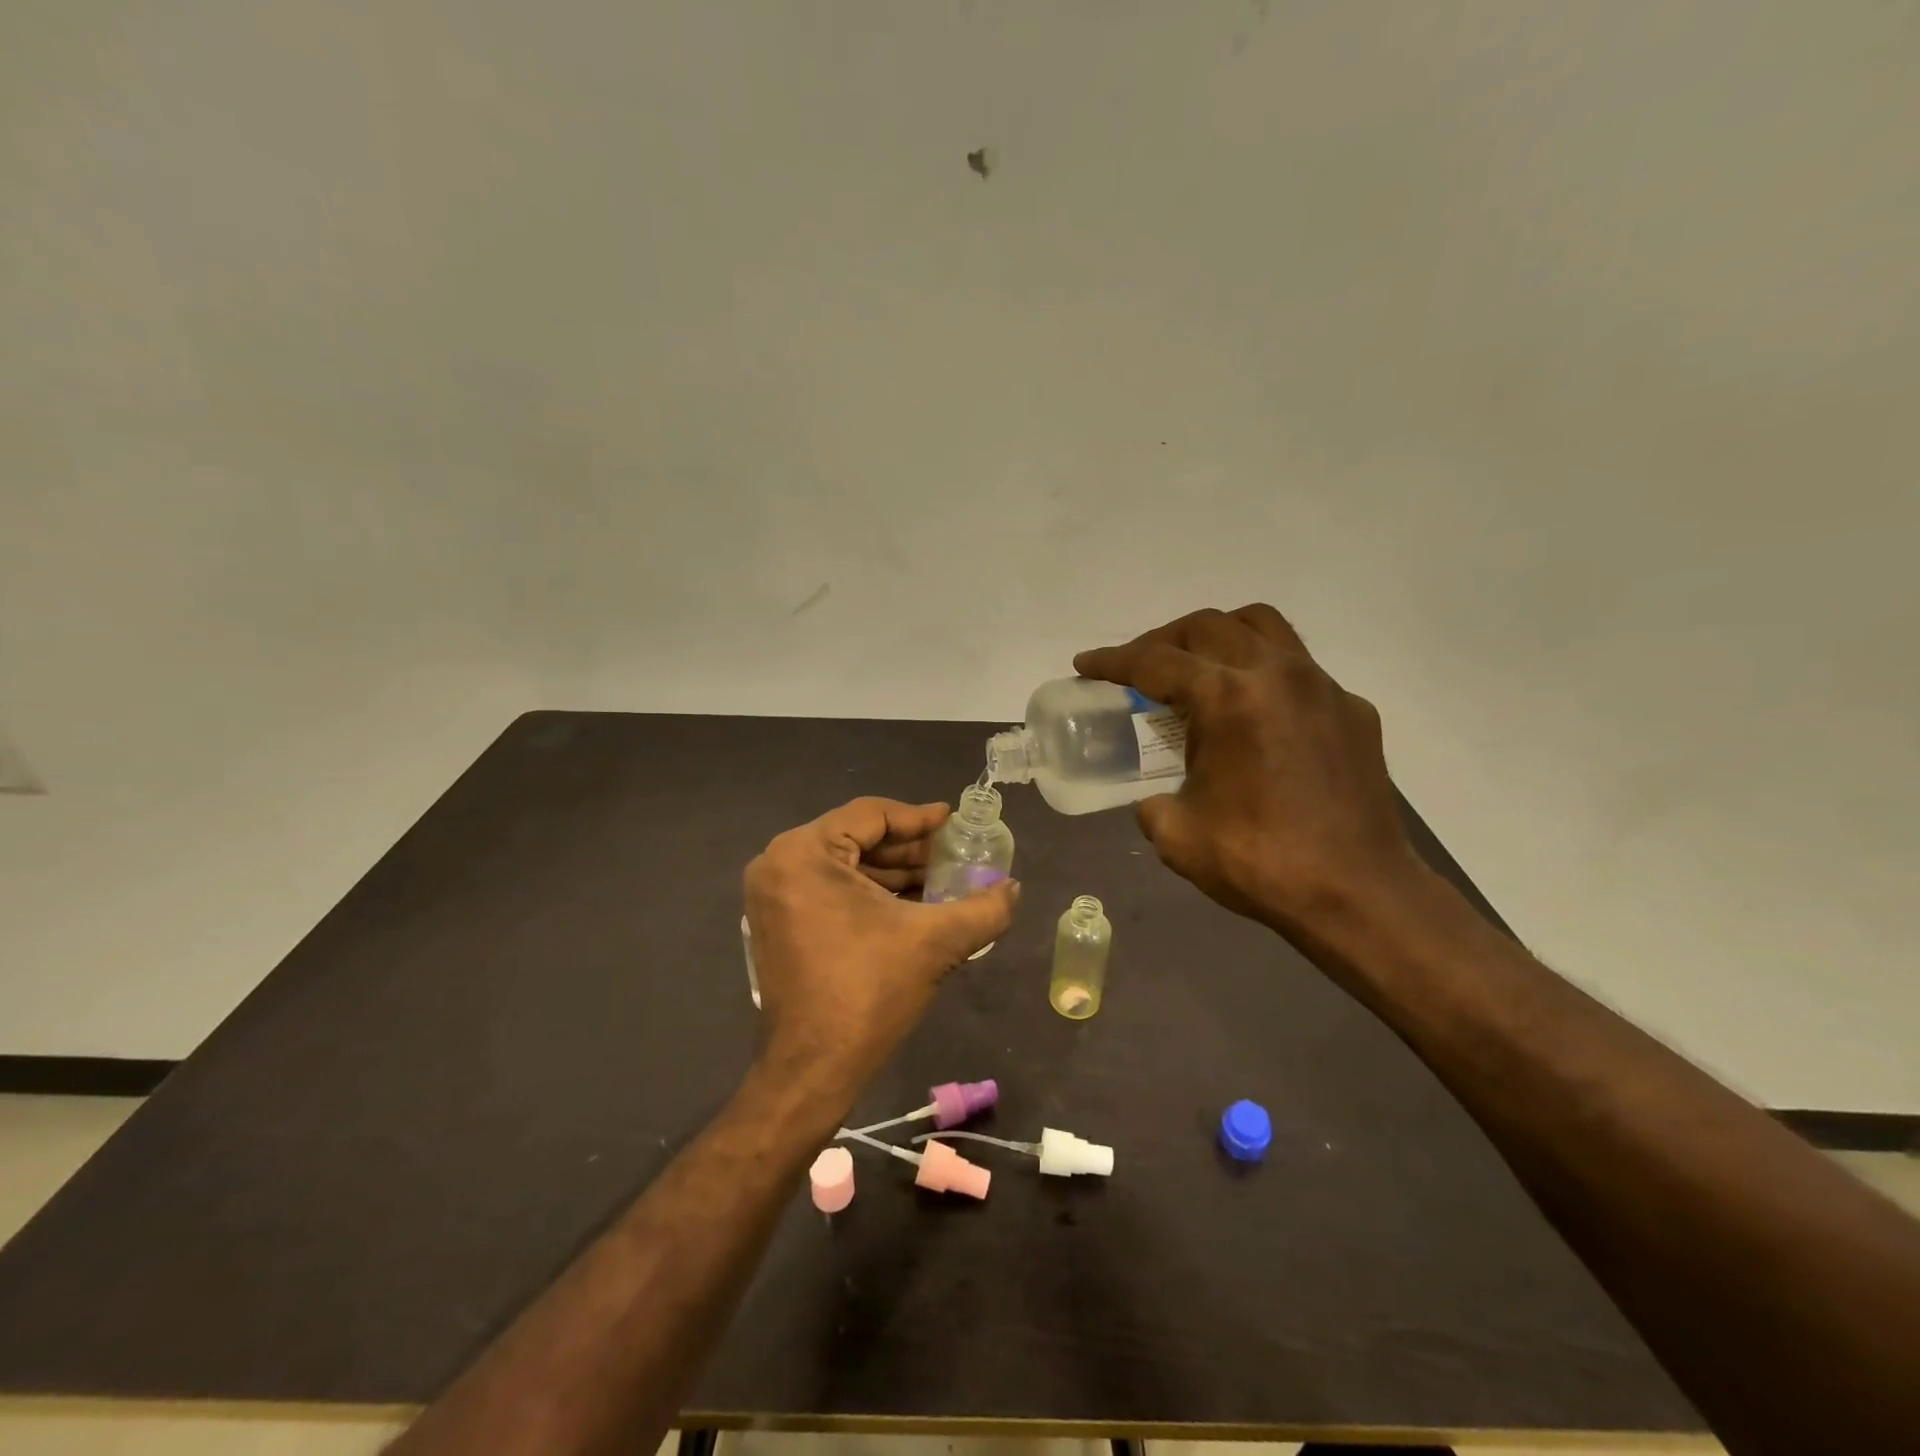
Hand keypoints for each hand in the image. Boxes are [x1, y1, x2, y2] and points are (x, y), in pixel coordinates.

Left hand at [743, 797, 1019, 1097]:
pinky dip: (871, 893)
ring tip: (942, 880)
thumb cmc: (869, 992)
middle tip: (954, 854)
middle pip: (856, 838)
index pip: (871, 815)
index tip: (954, 821)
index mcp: (804, 853)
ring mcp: (774, 896)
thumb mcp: (935, 942)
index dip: (918, 817)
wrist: (814, 1069)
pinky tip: (913, 904)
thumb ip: (983, 908)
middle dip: (909, 849)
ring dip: (893, 873)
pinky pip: (831, 889)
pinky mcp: (779, 923)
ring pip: (846, 865)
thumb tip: (1014, 887)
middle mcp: (779, 864)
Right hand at [1074, 605, 1425, 933]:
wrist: (1359, 895)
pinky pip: (1299, 668)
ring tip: (1197, 666)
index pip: (1155, 662)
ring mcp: (1322, 687)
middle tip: (1138, 668)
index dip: (1112, 661)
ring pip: (1262, 626)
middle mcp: (1276, 674)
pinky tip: (1256, 715)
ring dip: (1218, 636)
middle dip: (1161, 641)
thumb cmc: (1260, 863)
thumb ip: (1152, 804)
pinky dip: (1263, 673)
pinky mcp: (1352, 710)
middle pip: (1206, 627)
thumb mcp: (1177, 835)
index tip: (1085, 664)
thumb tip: (1157, 799)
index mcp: (1228, 698)